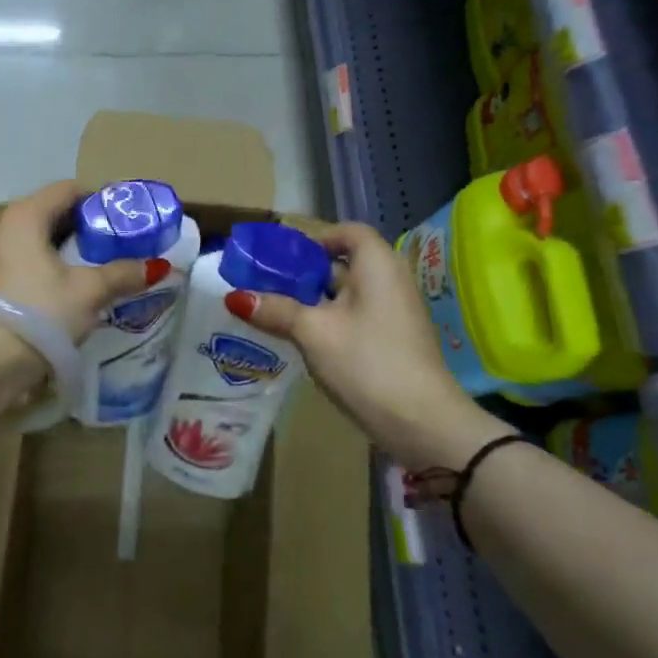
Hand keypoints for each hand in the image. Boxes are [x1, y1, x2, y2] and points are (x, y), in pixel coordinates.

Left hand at [0, 180, 168, 343]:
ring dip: (66, 250)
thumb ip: (122, 273)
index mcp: (25, 214)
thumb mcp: (89, 291)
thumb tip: (156, 267)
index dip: (99, 199)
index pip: (68, 189)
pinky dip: (48, 267)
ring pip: (38, 240)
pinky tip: (69, 289)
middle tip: (116, 244)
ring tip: (97, 268)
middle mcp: (3, 225)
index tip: (124, 219)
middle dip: (85, 227)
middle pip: (52, 213)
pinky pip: (25, 262)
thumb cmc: (39, 312)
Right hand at [227, 223, 509, 468]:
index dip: (315, 239)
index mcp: (377, 264)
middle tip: (265, 282)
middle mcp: (390, 280)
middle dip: (304, 272)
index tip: (282, 257)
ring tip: (273, 309)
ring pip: (346, 294)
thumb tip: (235, 297)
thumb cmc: (367, 362)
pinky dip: (328, 320)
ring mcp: (394, 313)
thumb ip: (276, 310)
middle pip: (343, 263)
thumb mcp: (314, 333)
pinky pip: (355, 317)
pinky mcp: (392, 341)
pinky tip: (300, 338)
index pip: (347, 233)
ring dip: (312, 300)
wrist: (423, 423)